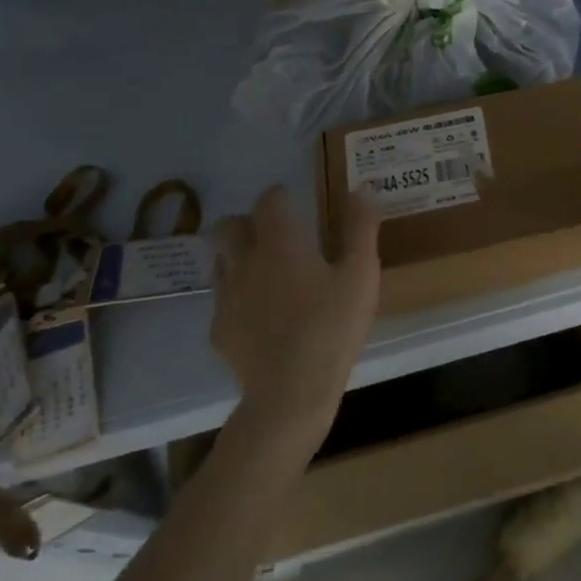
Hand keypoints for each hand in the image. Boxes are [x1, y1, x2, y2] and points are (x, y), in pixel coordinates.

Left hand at [211, 186, 380, 441]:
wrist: (290, 392)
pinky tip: (262, 316)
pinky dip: (239, 297)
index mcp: (281, 243)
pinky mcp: (219, 330)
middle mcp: (245, 262)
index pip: (268, 201)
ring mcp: (226, 297)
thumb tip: (361, 188)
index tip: (295, 202)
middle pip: (230, 226)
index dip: (280, 196)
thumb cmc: (332, 326)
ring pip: (221, 261)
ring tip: (269, 273)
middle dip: (249, 223)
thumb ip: (360, 229)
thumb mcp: (361, 275)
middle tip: (278, 236)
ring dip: (240, 257)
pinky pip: (223, 300)